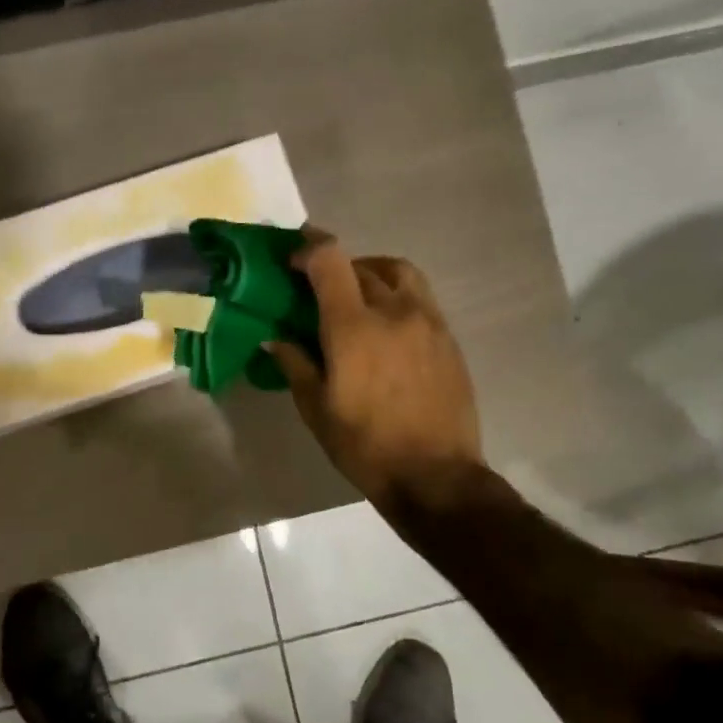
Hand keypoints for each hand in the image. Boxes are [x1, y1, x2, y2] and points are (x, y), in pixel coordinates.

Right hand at [271, 230, 485, 510]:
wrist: (435, 475)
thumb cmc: (365, 446)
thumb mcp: (317, 409)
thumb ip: (295, 364)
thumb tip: (275, 337)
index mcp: (354, 327)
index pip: (331, 259)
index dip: (308, 248)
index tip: (292, 259)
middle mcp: (394, 311)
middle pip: (361, 265)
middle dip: (334, 267)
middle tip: (317, 288)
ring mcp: (427, 321)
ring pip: (398, 272)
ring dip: (371, 271)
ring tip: (356, 294)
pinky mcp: (447, 337)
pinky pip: (419, 296)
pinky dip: (396, 293)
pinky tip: (385, 323)